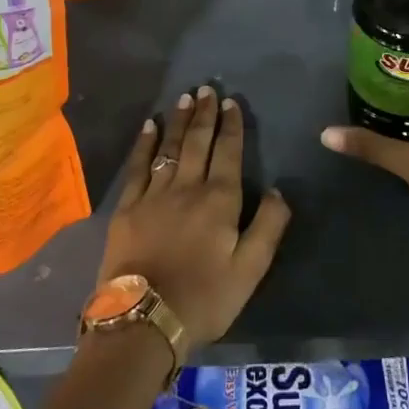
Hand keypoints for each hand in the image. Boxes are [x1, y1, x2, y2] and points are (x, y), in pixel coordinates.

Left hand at [97, 85, 290, 349]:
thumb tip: (280, 190)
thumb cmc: (204, 298)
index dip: (232, 126)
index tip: (231, 102)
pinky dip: (145, 143)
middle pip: (198, 142)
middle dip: (204, 114)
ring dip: (178, 120)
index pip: (229, 152)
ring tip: (184, 97)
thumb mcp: (250, 270)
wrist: (144, 320)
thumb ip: (268, 227)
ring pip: (170, 148)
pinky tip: (149, 126)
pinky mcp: (128, 207)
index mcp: (220, 200)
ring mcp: (154, 194)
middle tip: (206, 88)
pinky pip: (138, 166)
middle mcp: (188, 187)